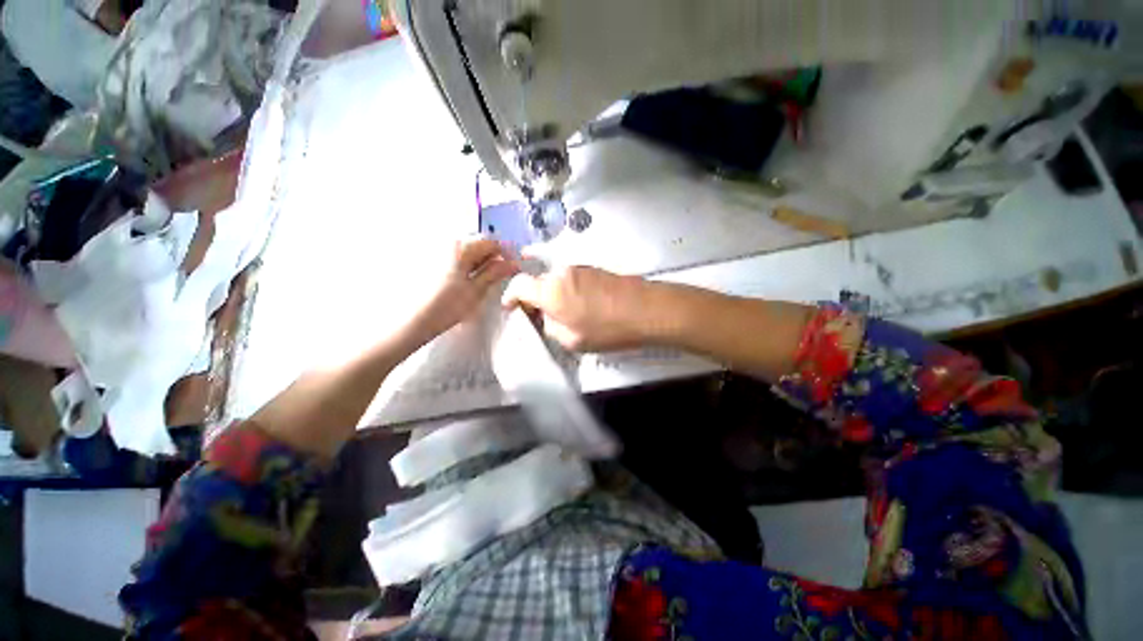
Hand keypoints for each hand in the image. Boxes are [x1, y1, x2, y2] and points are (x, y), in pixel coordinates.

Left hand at [408, 237, 518, 342]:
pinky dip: (466, 265)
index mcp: (461, 247)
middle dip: (492, 257)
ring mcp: (437, 249)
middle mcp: (448, 242)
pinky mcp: (429, 259)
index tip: (513, 269)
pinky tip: (466, 280)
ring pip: (467, 250)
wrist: (413, 319)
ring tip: (483, 280)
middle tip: (500, 276)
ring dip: (479, 262)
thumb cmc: (448, 305)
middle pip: (478, 243)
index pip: (492, 242)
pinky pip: (455, 256)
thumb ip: (496, 273)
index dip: (506, 254)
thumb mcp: (477, 290)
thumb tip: (514, 263)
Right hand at [501, 266, 652, 351]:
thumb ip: (549, 326)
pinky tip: (581, 306)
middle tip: (540, 317)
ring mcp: (579, 268)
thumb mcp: (571, 340)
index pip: (518, 285)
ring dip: (553, 294)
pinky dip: (568, 290)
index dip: (510, 297)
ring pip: (555, 280)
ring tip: (564, 314)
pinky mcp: (594, 269)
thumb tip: (546, 317)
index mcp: (550, 290)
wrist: (646, 310)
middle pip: (537, 282)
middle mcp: (561, 273)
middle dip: (534, 298)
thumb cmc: (607, 329)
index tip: (511, 309)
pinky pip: (571, 279)